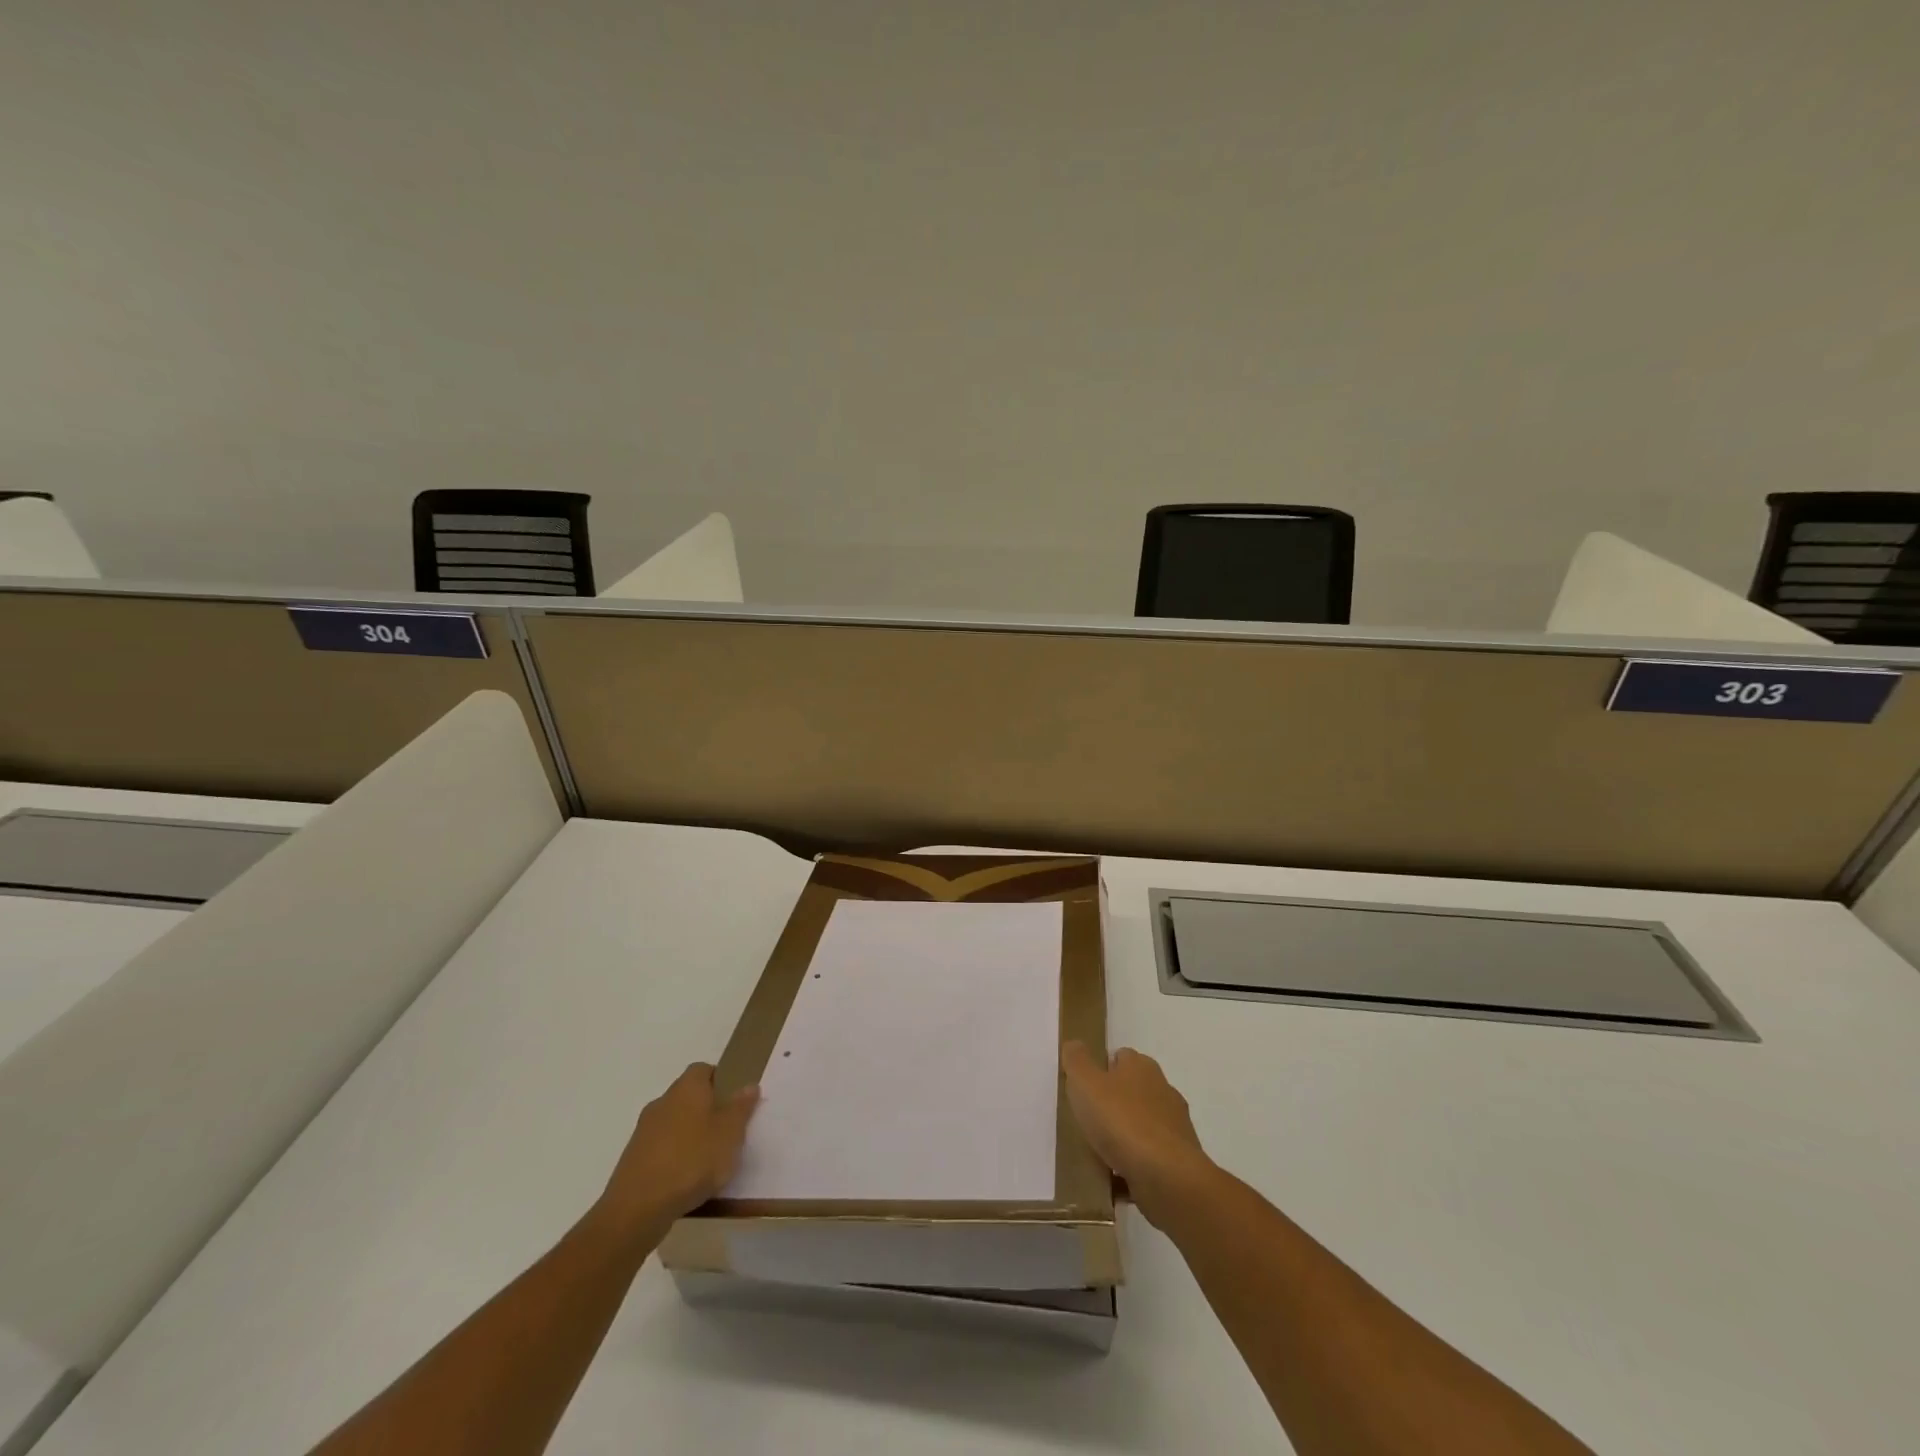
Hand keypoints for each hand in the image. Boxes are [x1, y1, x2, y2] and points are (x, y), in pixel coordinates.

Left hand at [592, 1063, 758, 1242]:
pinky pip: (661, 1149)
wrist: (638, 1208)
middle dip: (706, 1110)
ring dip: (689, 1136)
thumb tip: (749, 1085)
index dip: (720, 1081)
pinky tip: (685, 1181)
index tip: (734, 1101)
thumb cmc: (692, 1160)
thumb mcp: (730, 1133)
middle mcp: (663, 1102)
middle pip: (688, 1097)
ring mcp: (644, 1131)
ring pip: (674, 1124)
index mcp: (687, 1088)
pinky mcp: (633, 1159)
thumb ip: (741, 1107)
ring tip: (708, 1162)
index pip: (703, 1070)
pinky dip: (673, 1157)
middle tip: (726, 1132)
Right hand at [1062, 1041, 1214, 1226]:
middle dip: (1113, 1104)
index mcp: (1142, 1067)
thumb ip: (1076, 1061)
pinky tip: (1115, 1180)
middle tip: (1088, 1120)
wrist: (1166, 1177)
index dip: (1102, 1069)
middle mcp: (1163, 1090)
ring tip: (1098, 1154)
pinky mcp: (1178, 1160)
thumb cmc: (1121, 1121)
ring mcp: (1174, 1127)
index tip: (1084, 1088)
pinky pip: (1149, 1158)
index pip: (1121, 1057)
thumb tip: (1074, 1045)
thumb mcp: (1086, 1083)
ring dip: (1124, 1137)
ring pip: (1141, 1126)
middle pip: (1133, 1091)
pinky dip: (1134, 1166)